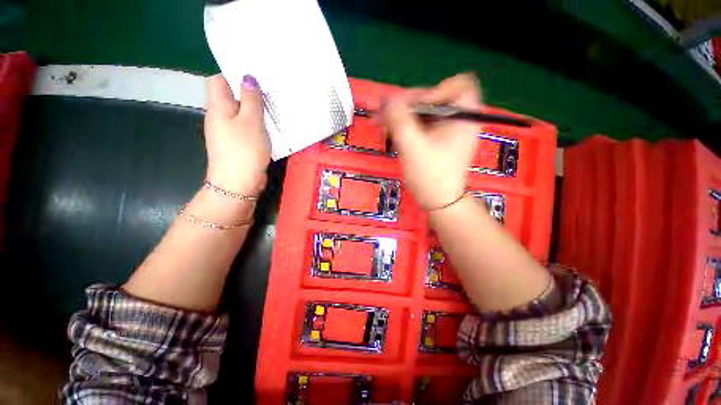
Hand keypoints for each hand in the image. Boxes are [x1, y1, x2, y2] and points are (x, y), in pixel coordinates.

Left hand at [204, 74, 270, 195]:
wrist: (239, 183)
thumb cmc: (244, 149)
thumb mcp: (251, 121)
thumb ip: (251, 98)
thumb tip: (247, 77)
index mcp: (218, 106)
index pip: (219, 80)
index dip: (234, 75)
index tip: (256, 77)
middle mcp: (220, 117)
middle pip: (232, 97)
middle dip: (250, 93)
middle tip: (271, 92)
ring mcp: (229, 132)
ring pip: (242, 114)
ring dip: (257, 111)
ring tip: (275, 108)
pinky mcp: (239, 144)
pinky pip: (248, 128)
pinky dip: (259, 125)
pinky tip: (272, 127)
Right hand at [381, 73, 482, 209]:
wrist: (438, 202)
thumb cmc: (430, 176)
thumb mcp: (413, 146)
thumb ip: (399, 119)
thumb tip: (388, 99)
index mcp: (464, 115)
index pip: (456, 84)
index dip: (433, 91)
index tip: (414, 107)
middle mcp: (458, 118)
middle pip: (432, 98)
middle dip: (405, 105)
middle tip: (382, 112)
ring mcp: (446, 129)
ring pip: (422, 112)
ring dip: (400, 115)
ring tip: (378, 122)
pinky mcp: (435, 139)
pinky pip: (419, 124)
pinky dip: (403, 125)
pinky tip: (387, 131)